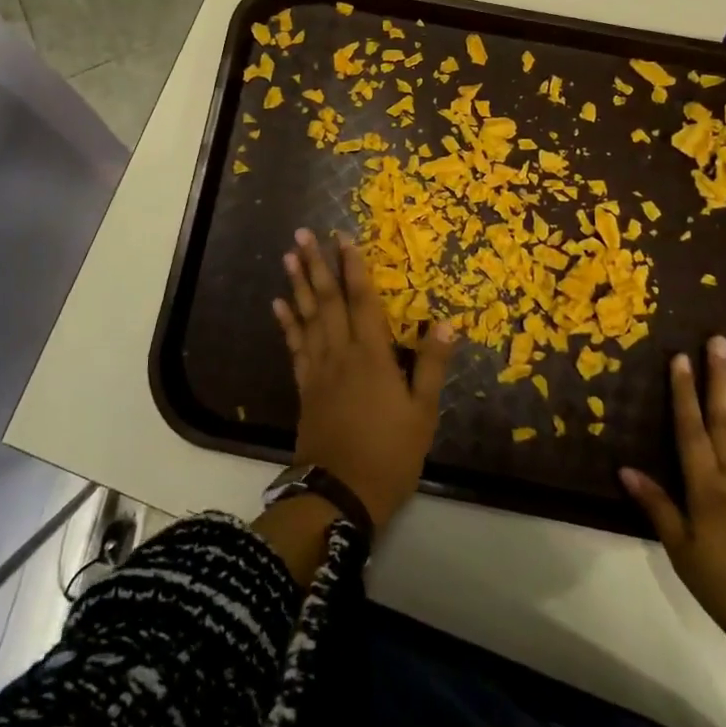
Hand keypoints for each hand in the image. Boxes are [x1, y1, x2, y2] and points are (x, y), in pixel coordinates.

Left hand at [272, 228, 455, 527]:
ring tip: (288, 257)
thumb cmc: (390, 454)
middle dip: (316, 265)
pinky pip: (295, 347)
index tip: (344, 238)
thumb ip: (432, 364)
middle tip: (302, 234)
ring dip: (298, 285)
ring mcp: (318, 370)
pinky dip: (287, 324)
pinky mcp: (305, 387)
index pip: (362, 301)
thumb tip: (446, 321)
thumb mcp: (423, 413)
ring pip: (307, 317)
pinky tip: (279, 305)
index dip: (354, 268)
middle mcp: (341, 353)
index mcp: (372, 356)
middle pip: (327, 301)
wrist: (340, 493)